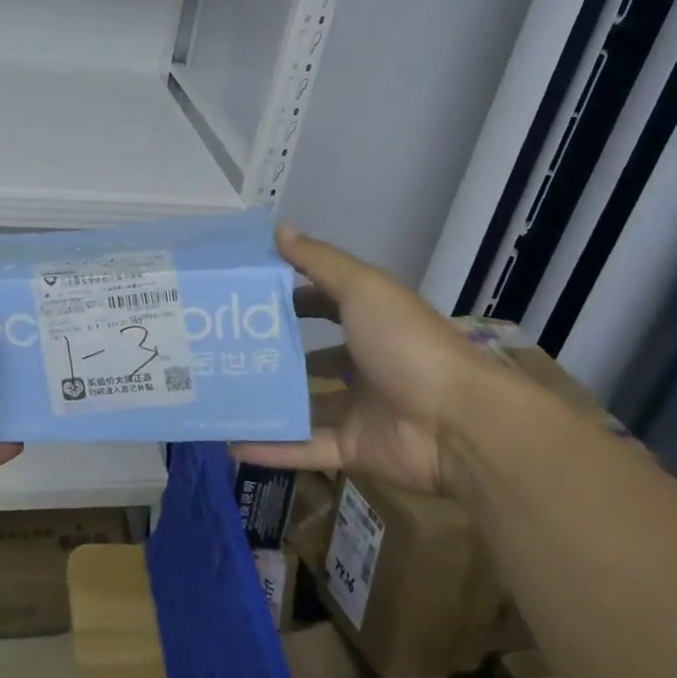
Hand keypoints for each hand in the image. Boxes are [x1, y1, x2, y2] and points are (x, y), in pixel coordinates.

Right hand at [230, 225, 482, 496]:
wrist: (457, 423)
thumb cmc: (407, 344)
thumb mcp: (363, 290)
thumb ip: (319, 262)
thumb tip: (279, 228)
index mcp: (371, 324)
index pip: (323, 306)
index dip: (290, 300)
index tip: (247, 299)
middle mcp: (364, 364)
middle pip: (310, 358)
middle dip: (272, 355)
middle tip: (221, 350)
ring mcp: (358, 409)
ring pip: (303, 405)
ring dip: (267, 403)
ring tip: (219, 396)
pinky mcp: (353, 449)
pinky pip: (304, 447)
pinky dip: (271, 447)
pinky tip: (231, 444)